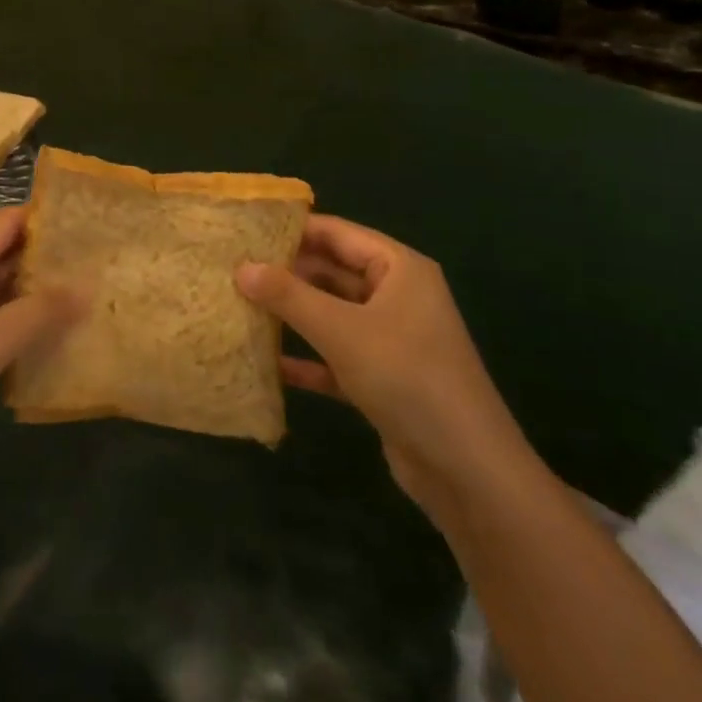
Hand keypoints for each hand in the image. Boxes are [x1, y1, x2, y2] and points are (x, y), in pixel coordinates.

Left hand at [0, 206, 81, 496]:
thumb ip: (42, 310)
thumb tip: (88, 285)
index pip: (10, 221)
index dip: (50, 220)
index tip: (94, 227)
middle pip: (5, 254)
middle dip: (48, 261)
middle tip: (101, 268)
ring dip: (35, 297)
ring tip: (87, 302)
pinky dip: (16, 327)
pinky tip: (50, 341)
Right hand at [236, 216, 530, 516]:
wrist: (468, 471)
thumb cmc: (407, 377)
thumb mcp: (342, 330)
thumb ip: (289, 296)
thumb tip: (241, 267)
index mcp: (399, 268)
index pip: (337, 233)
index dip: (292, 230)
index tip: (245, 230)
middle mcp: (397, 295)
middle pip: (333, 272)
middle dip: (287, 273)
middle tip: (233, 270)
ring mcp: (391, 339)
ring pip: (333, 314)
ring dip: (293, 315)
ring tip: (241, 306)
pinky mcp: (384, 378)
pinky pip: (337, 356)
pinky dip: (308, 358)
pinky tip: (269, 364)